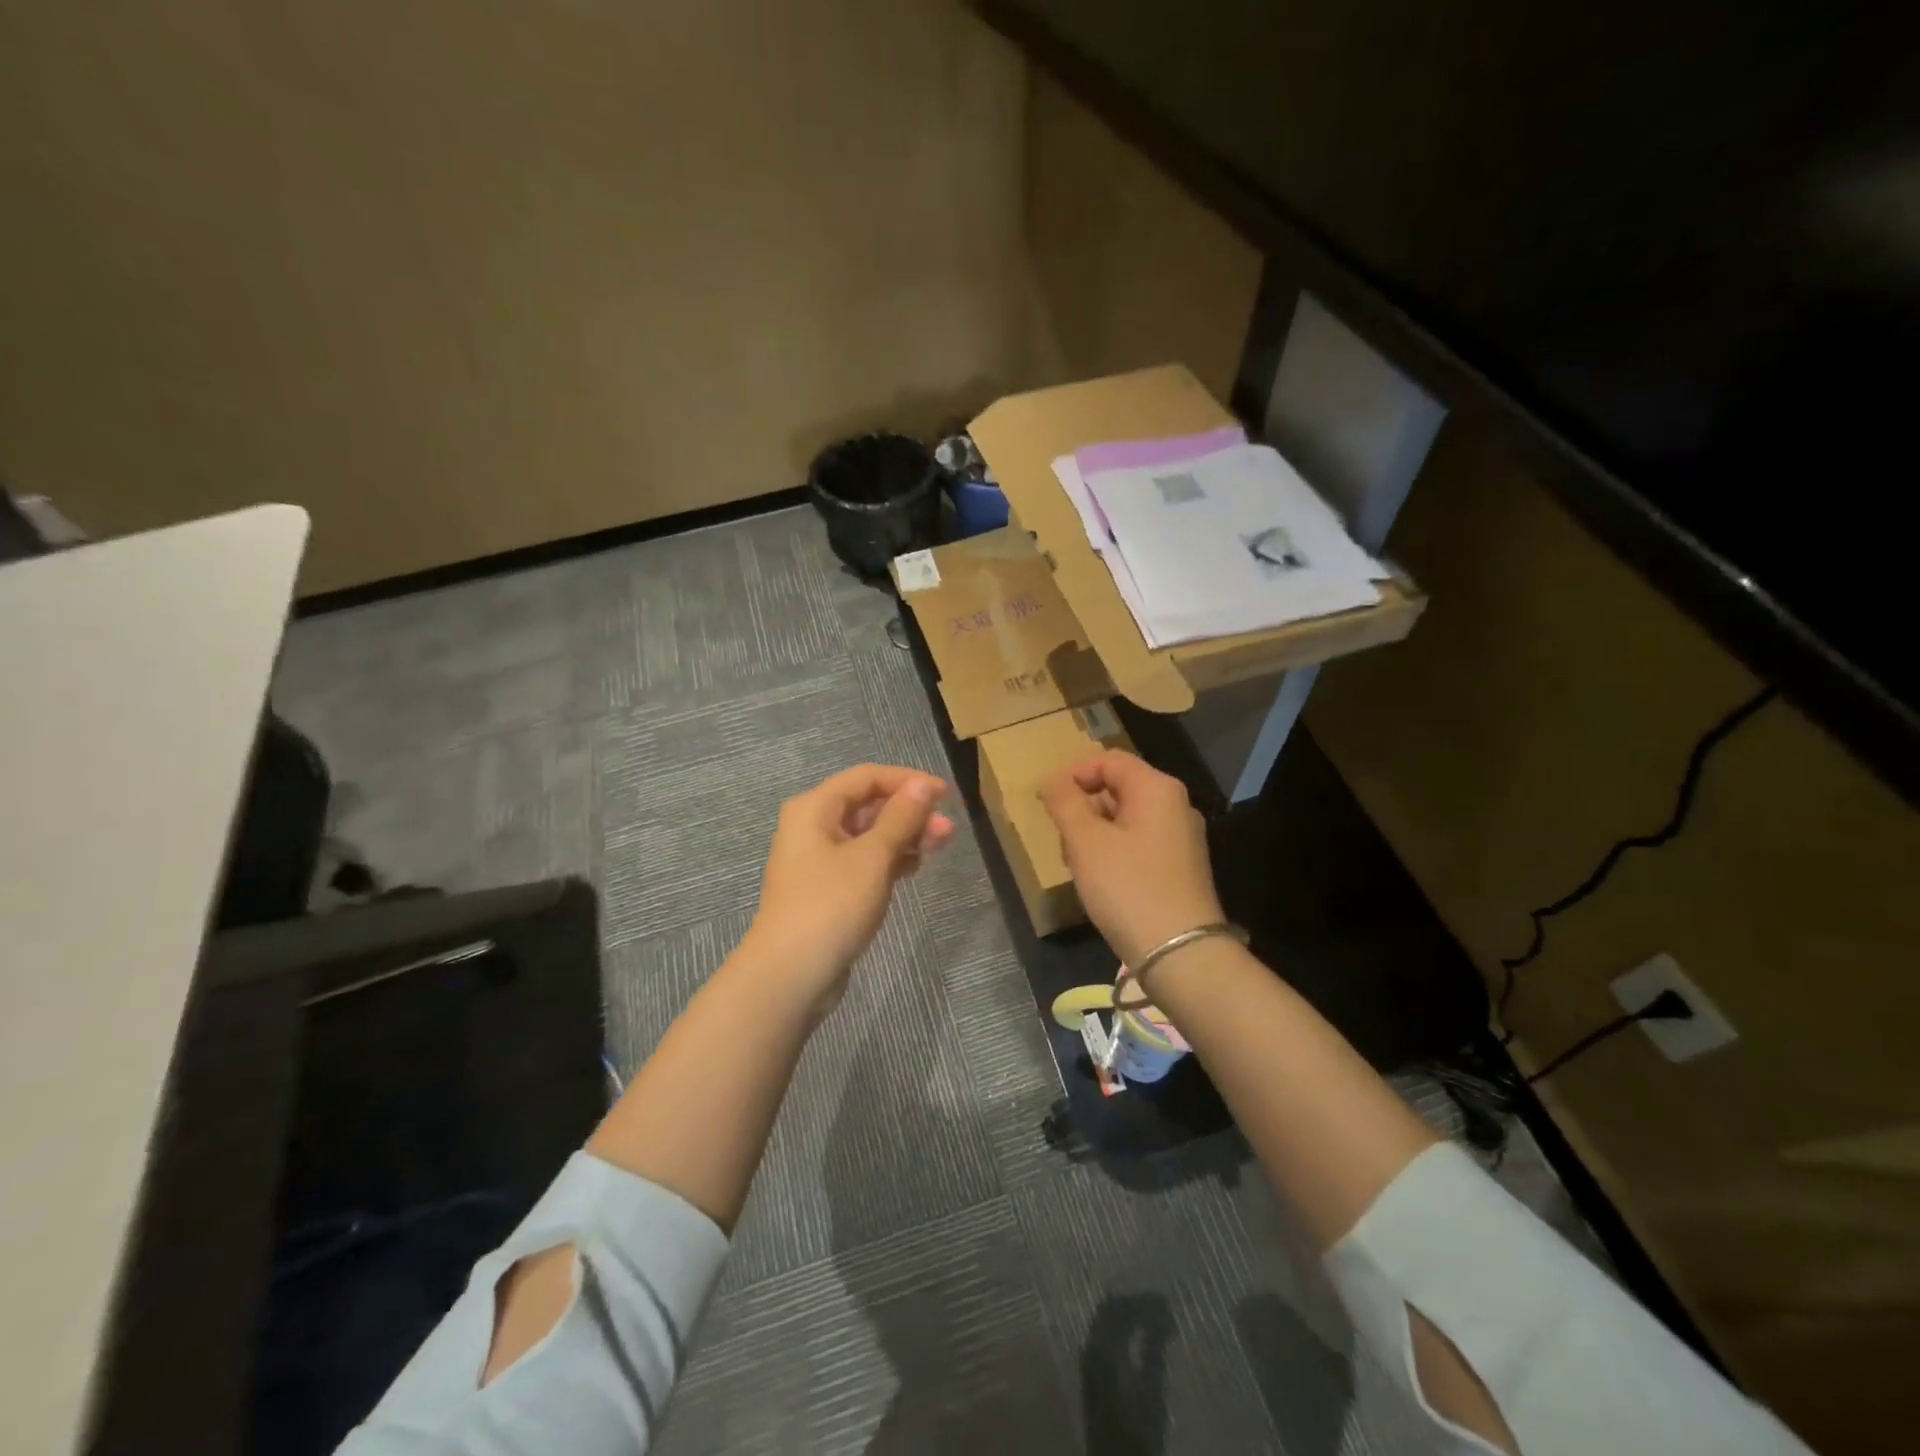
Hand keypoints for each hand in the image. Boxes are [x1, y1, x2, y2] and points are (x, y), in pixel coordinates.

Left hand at [743, 764, 954, 1017]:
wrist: (790, 975)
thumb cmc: (831, 905)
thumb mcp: (873, 857)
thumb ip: (901, 817)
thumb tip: (924, 784)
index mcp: (815, 807)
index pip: (867, 776)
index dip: (908, 781)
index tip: (945, 796)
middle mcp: (813, 826)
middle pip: (868, 805)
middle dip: (910, 812)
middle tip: (947, 831)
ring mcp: (818, 859)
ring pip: (869, 834)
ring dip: (904, 836)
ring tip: (939, 847)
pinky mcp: (827, 888)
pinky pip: (863, 860)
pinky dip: (889, 859)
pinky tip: (913, 868)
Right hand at [1041, 750, 1223, 970]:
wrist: (1180, 954)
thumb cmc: (1128, 888)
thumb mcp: (1086, 842)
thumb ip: (1065, 803)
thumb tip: (1054, 782)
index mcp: (1157, 789)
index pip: (1109, 760)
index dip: (1074, 774)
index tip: (1048, 802)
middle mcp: (1175, 806)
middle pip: (1119, 788)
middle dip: (1083, 808)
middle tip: (1061, 837)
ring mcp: (1181, 838)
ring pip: (1126, 818)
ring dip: (1094, 833)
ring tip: (1075, 864)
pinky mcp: (1180, 867)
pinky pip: (1139, 843)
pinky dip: (1113, 851)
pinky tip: (1099, 880)